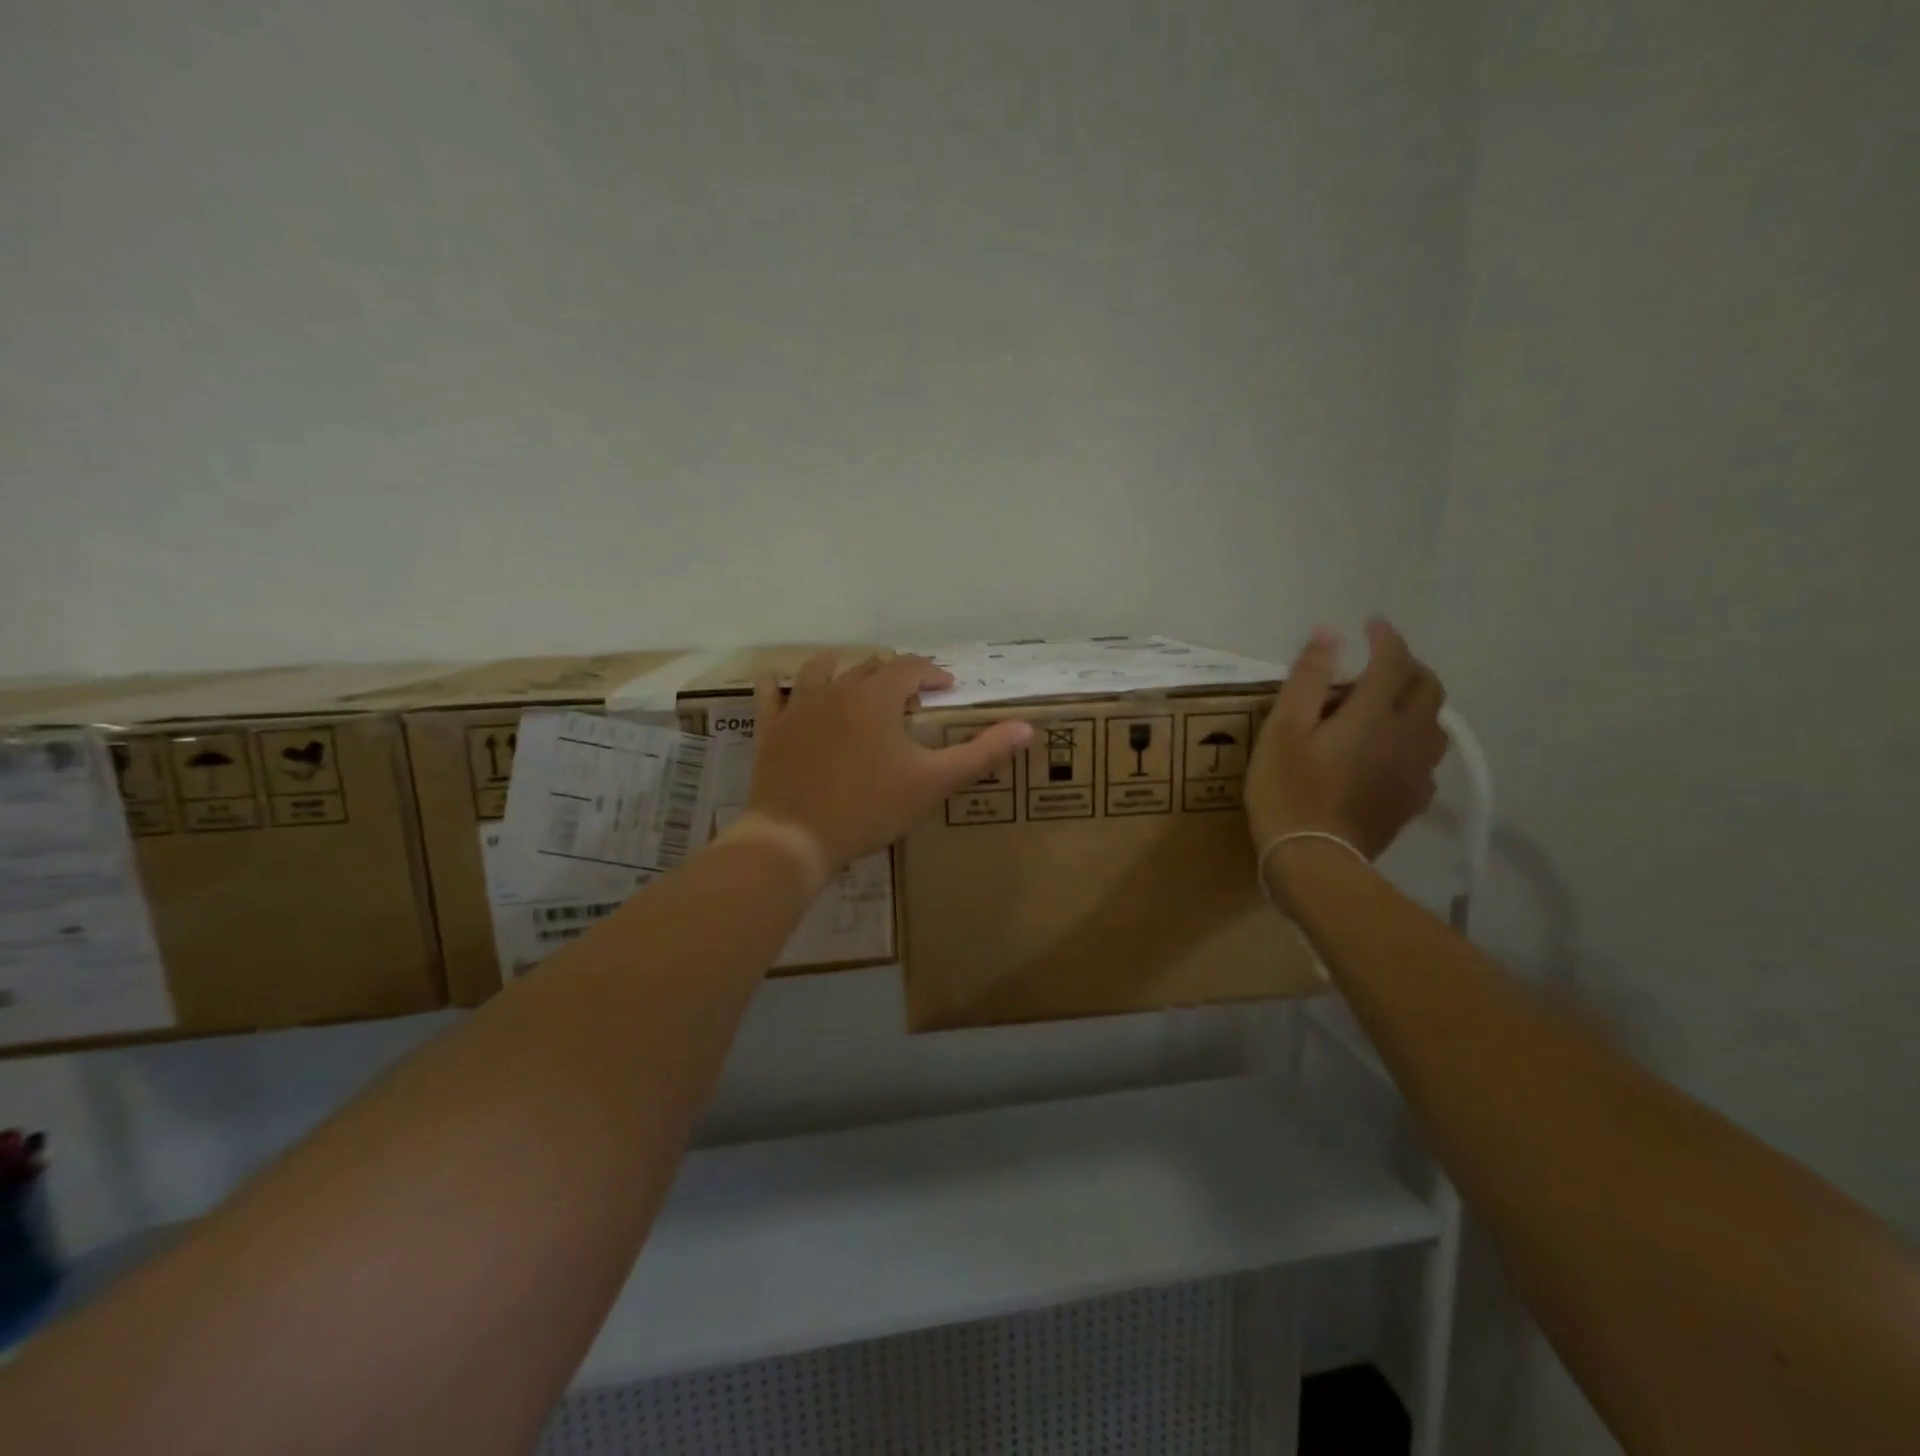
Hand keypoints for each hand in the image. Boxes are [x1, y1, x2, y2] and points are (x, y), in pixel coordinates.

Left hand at [742, 652, 1033, 872]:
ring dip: (841, 668)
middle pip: (869, 666)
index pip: (911, 667)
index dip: (932, 673)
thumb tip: (1027, 727)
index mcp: (877, 697)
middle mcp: (837, 690)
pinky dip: (778, 686)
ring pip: (820, 670)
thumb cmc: (870, 808)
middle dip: (893, 674)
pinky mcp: (771, 730)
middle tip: (908, 693)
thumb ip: (981, 753)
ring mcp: (799, 707)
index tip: (946, 688)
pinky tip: (779, 683)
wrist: (796, 837)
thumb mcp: (933, 782)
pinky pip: (771, 695)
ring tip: (852, 677)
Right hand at [1245, 620, 1448, 857]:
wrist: (1315, 861)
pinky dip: (1414, 741)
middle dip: (1409, 665)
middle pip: (1428, 688)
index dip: (1385, 638)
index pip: (1394, 661)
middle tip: (1382, 662)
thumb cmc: (1287, 790)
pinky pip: (1427, 759)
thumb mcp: (1283, 729)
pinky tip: (1392, 752)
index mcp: (1374, 715)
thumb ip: (1309, 678)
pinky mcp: (1412, 801)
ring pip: (1435, 724)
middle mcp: (1407, 737)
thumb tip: (1330, 633)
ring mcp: (1415, 772)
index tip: (1370, 625)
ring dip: (1418, 703)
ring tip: (1390, 704)